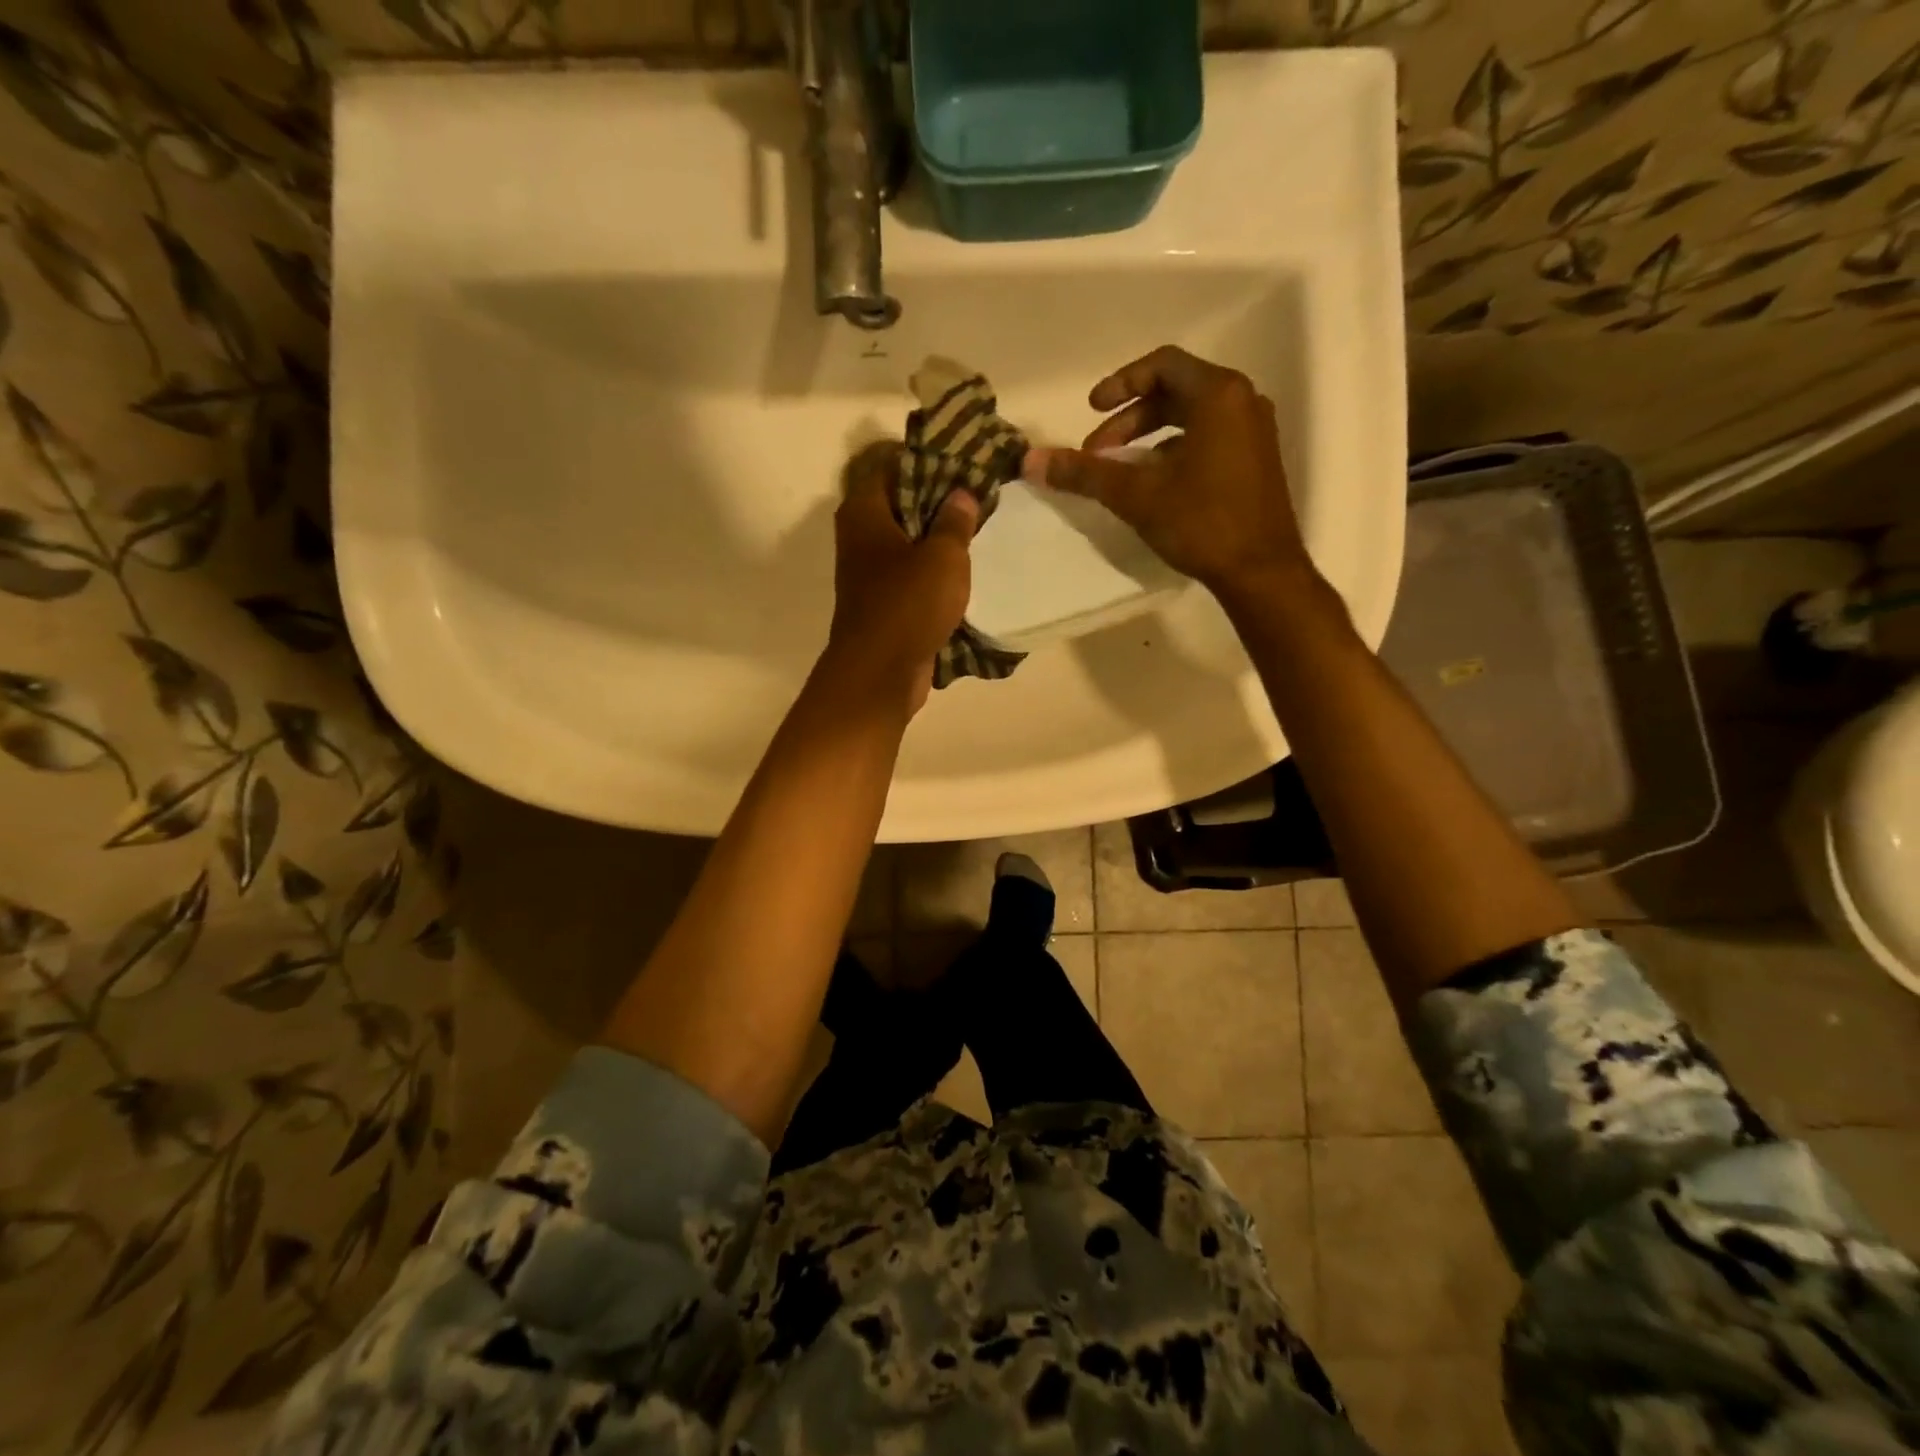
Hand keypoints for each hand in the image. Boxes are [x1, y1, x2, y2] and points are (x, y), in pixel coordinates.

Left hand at [820, 441, 977, 711]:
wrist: (880, 673)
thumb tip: (961, 494)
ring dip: (939, 537)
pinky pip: (912, 574)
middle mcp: (860, 536)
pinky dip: (934, 570)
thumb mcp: (943, 556)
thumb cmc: (908, 604)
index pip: (893, 465)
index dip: (929, 459)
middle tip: (981, 492)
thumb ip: (955, 521)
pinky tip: (966, 567)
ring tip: (981, 526)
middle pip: (902, 503)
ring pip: (909, 541)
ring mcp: (870, 572)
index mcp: (864, 512)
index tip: (965, 460)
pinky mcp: (884, 602)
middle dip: (940, 498)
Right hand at [1025, 346, 1312, 598]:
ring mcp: (1254, 432)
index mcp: (1218, 395)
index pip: (1162, 365)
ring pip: (1191, 417)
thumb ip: (1085, 473)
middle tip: (1097, 452)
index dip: (1120, 382)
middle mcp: (1242, 402)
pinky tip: (1154, 485)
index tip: (1091, 409)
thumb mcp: (1136, 495)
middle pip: (1175, 391)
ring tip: (1120, 470)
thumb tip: (1031, 460)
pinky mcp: (1256, 460)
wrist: (1260, 572)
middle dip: (1129, 418)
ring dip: (1149, 436)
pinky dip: (1174, 449)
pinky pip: (1208, 437)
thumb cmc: (1201, 522)